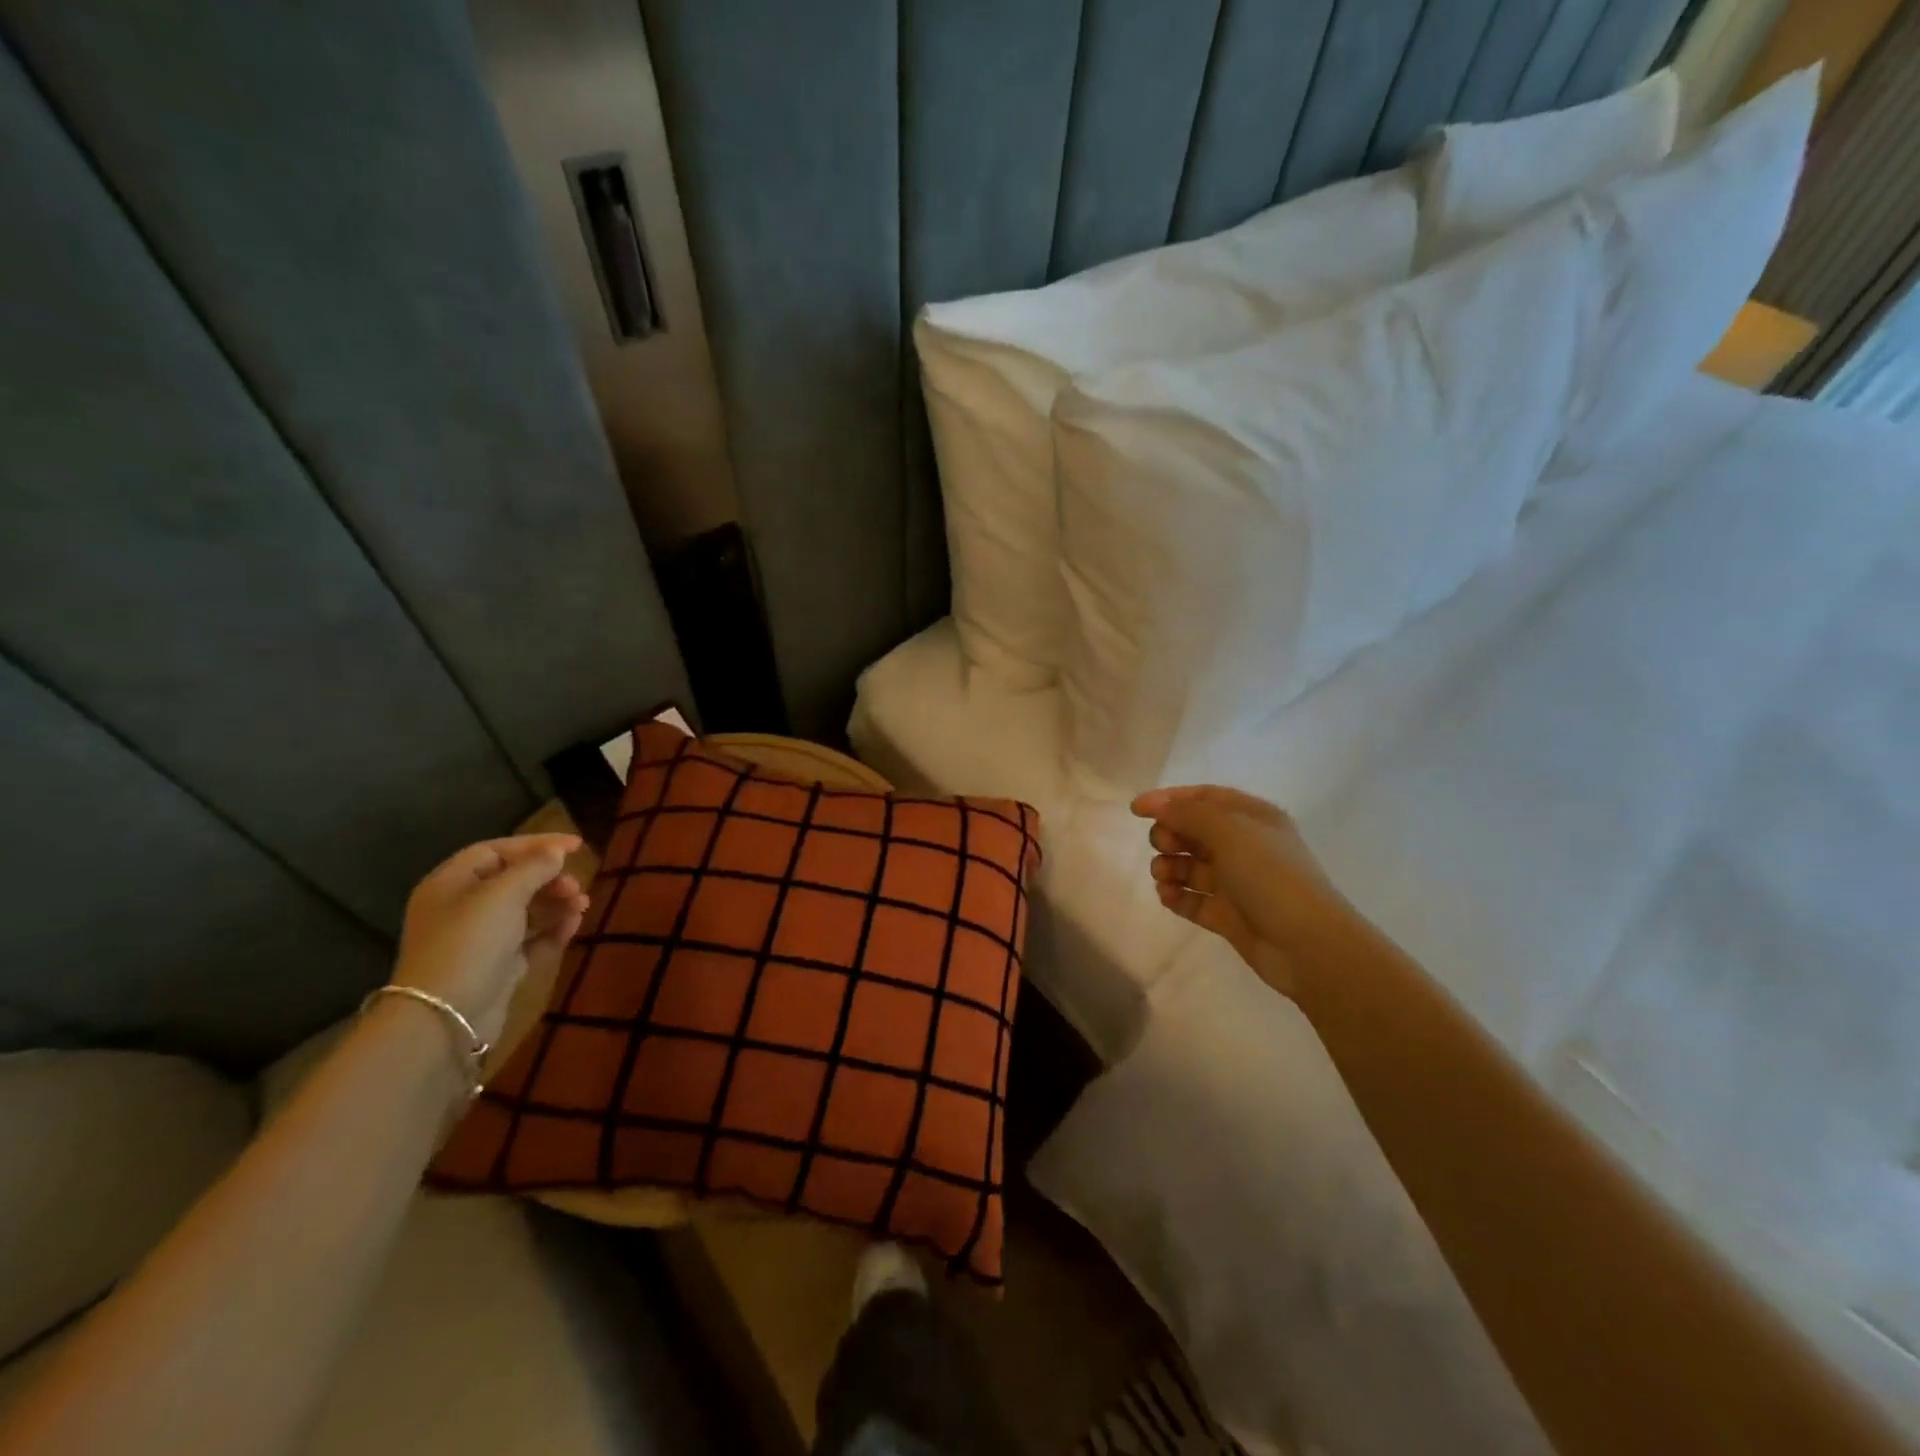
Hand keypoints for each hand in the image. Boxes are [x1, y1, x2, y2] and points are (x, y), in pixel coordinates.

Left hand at [391, 834, 588, 1045]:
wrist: (446, 1017)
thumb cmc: (470, 942)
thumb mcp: (504, 894)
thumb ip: (534, 867)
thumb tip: (556, 851)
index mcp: (451, 884)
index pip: (495, 851)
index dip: (535, 845)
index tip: (575, 846)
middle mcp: (462, 908)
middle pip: (512, 881)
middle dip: (548, 879)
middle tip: (576, 885)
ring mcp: (480, 940)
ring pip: (525, 910)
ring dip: (556, 903)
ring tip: (582, 905)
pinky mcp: (498, 966)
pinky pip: (531, 939)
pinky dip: (553, 929)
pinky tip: (574, 924)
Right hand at [1132, 786, 1343, 997]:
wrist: (1307, 944)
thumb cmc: (1270, 876)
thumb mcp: (1230, 832)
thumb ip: (1189, 814)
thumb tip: (1157, 806)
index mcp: (1253, 818)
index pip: (1204, 798)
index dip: (1169, 800)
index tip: (1136, 810)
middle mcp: (1245, 846)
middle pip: (1194, 832)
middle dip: (1170, 836)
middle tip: (1162, 846)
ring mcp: (1237, 883)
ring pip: (1190, 867)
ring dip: (1169, 867)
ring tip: (1163, 877)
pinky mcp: (1228, 916)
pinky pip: (1193, 899)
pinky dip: (1176, 896)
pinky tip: (1167, 896)